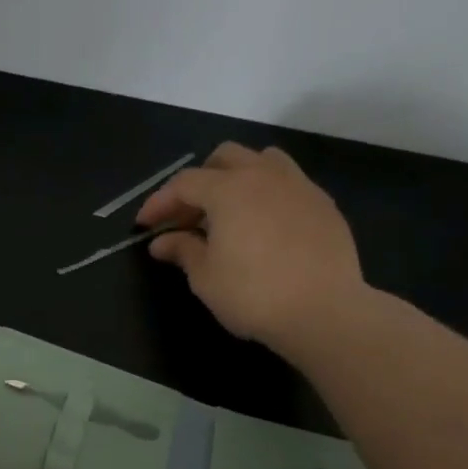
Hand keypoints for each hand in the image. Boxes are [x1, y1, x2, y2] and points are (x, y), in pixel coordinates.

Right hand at [137, 142, 366, 347]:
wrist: (323, 311)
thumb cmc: (252, 295)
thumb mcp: (205, 277)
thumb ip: (182, 251)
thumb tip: (161, 242)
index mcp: (228, 190)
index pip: (184, 183)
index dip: (159, 202)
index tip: (144, 225)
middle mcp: (263, 175)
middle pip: (224, 158)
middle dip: (199, 181)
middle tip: (187, 216)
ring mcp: (299, 185)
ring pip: (262, 160)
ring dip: (237, 177)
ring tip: (228, 211)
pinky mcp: (323, 204)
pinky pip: (288, 183)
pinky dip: (266, 195)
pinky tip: (263, 226)